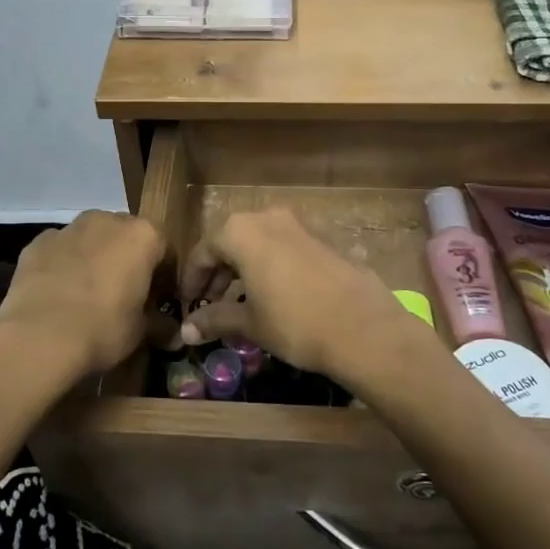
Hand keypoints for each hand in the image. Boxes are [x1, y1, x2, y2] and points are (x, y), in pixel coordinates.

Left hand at [0, 211, 162, 388]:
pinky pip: (60, 250)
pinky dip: (63, 264)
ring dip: (95, 257)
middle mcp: (107, 221)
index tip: (158, 301)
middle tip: (124, 295)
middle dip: (127, 260)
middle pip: (126, 237)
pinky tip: (59, 293)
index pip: (164, 251)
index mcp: (142, 236)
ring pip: (90, 238)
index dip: (163, 278)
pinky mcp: (38, 242)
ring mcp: (69, 228)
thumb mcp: (140, 332)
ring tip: (88, 294)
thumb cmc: (103, 329)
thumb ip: (160, 326)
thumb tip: (176, 336)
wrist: (39, 336)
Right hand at [176, 207, 435, 385]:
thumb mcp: (249, 323)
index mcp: (241, 231)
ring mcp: (297, 225)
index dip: (191, 281)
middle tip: (209, 307)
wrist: (363, 327)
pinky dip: (268, 268)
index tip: (187, 306)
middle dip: (217, 275)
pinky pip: (282, 249)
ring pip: (257, 244)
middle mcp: (266, 218)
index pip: (203, 252)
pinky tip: (272, 298)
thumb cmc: (294, 322)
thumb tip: (186, 330)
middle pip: (230, 243)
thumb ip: (215, 320)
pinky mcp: (321, 239)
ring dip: (243, 271)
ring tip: (238, 306)